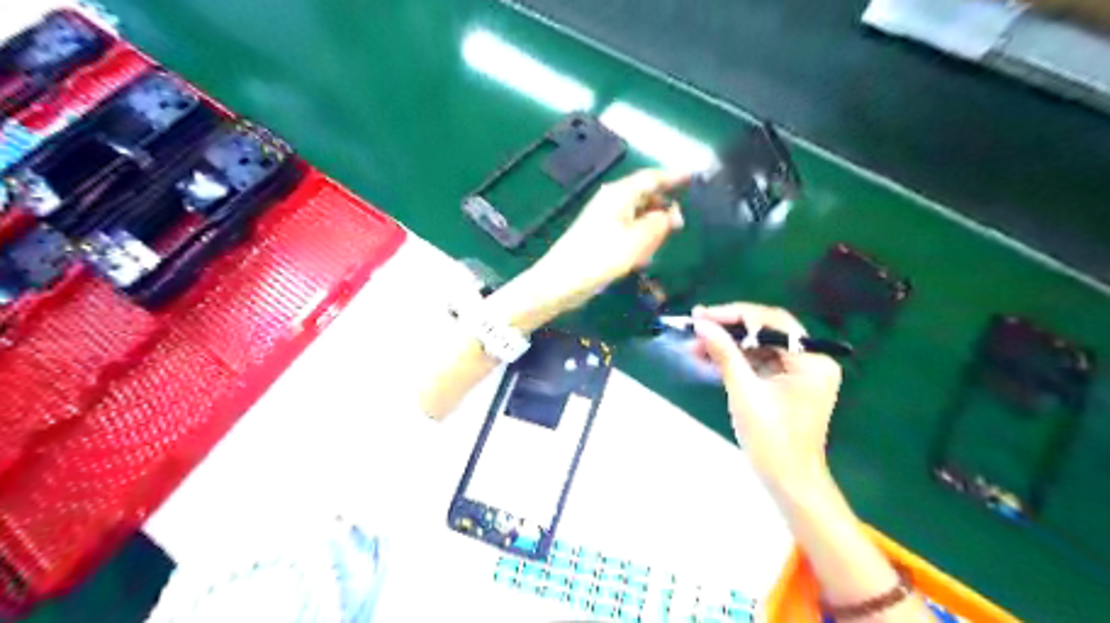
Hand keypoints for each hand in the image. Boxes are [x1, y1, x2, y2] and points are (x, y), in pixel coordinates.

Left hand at [531, 167, 685, 311]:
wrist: (562, 280)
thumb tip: (672, 214)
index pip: (652, 177)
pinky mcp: (600, 236)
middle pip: (645, 195)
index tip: (693, 177)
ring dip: (651, 226)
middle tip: (680, 224)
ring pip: (637, 214)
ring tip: (661, 243)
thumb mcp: (639, 239)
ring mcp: (604, 218)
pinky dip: (639, 238)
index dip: (674, 177)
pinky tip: (642, 255)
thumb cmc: (602, 256)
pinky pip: (627, 229)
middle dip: (663, 206)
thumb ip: (660, 223)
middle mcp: (612, 200)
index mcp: (620, 194)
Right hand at [691, 305, 842, 488]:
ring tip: (694, 345)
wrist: (789, 483)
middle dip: (728, 328)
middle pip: (765, 331)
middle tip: (695, 324)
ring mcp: (800, 372)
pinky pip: (759, 362)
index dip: (733, 315)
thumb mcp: (744, 393)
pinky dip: (735, 360)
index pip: (771, 323)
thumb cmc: (772, 441)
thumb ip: (724, 354)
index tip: (702, 315)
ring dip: (728, 345)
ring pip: (759, 346)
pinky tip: (709, 358)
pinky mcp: (787, 384)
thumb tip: (701, 324)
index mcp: (812, 360)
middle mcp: (811, 360)